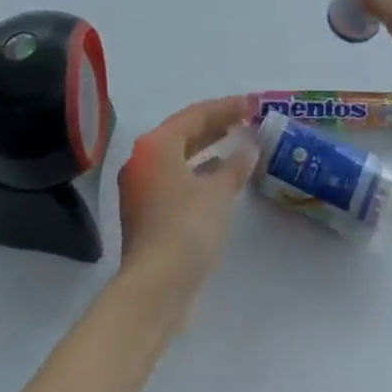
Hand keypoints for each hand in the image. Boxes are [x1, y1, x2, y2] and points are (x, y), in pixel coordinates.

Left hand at [117, 96, 257, 300]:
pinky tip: (219, 176)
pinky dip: (198, 171)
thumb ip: (235, 165)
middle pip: (183, 132)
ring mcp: (140, 187)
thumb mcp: (218, 193)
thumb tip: (249, 147)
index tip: (251, 103)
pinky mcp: (145, 212)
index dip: (225, 107)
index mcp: (156, 146)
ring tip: (236, 142)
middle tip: (245, 119)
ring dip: (207, 148)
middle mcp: (142, 160)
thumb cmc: (187, 229)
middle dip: (215, 125)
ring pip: (178, 156)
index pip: (195, 115)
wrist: (155, 288)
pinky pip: (175, 177)